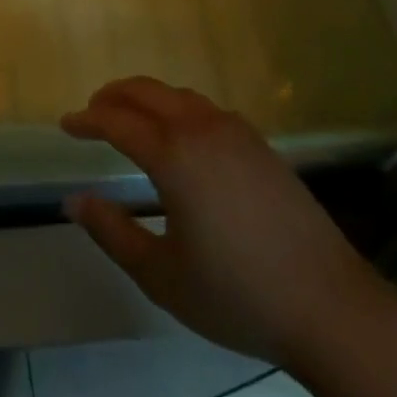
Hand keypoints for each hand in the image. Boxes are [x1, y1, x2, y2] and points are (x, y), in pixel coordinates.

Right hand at [62, 77, 396, 371]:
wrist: (330, 305)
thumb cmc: (236, 294)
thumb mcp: (161, 274)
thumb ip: (112, 233)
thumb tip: (72, 201)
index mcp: (173, 155)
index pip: (117, 122)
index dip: (87, 120)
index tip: (66, 125)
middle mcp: (201, 129)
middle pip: (146, 91)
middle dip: (113, 96)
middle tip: (92, 111)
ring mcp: (236, 132)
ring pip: (178, 95)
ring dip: (147, 97)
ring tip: (130, 118)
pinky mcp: (260, 144)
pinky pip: (206, 109)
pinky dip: (178, 108)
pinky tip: (180, 135)